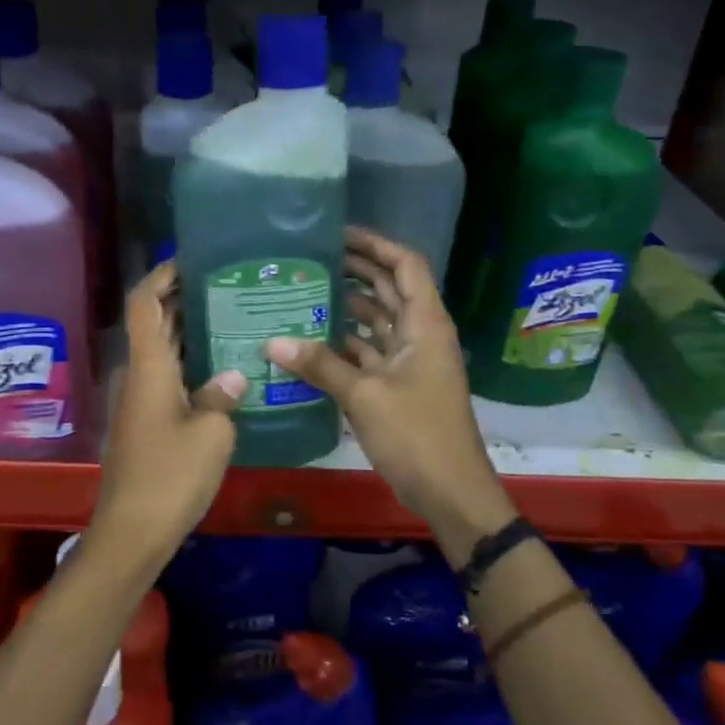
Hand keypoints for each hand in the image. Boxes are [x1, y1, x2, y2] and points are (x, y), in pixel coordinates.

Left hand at [88, 263, 246, 574]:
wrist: (133, 531)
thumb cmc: (171, 476)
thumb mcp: (212, 433)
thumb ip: (223, 396)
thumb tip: (233, 376)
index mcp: (149, 367)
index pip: (145, 302)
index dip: (162, 274)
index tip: (192, 259)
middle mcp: (140, 375)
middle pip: (154, 321)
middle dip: (183, 297)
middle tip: (228, 285)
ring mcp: (141, 400)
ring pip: (162, 350)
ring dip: (189, 330)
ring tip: (232, 317)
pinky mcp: (147, 422)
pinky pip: (168, 376)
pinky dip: (190, 362)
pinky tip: (224, 369)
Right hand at [265, 228, 515, 561]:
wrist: (451, 491)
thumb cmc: (417, 434)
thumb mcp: (364, 396)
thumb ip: (319, 365)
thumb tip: (272, 341)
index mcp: (424, 324)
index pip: (405, 266)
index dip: (376, 245)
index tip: (338, 234)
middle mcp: (420, 335)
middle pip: (389, 289)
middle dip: (356, 271)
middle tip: (311, 259)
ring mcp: (411, 361)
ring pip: (378, 321)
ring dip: (348, 307)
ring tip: (305, 292)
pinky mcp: (399, 386)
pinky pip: (370, 352)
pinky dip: (345, 344)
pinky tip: (311, 341)